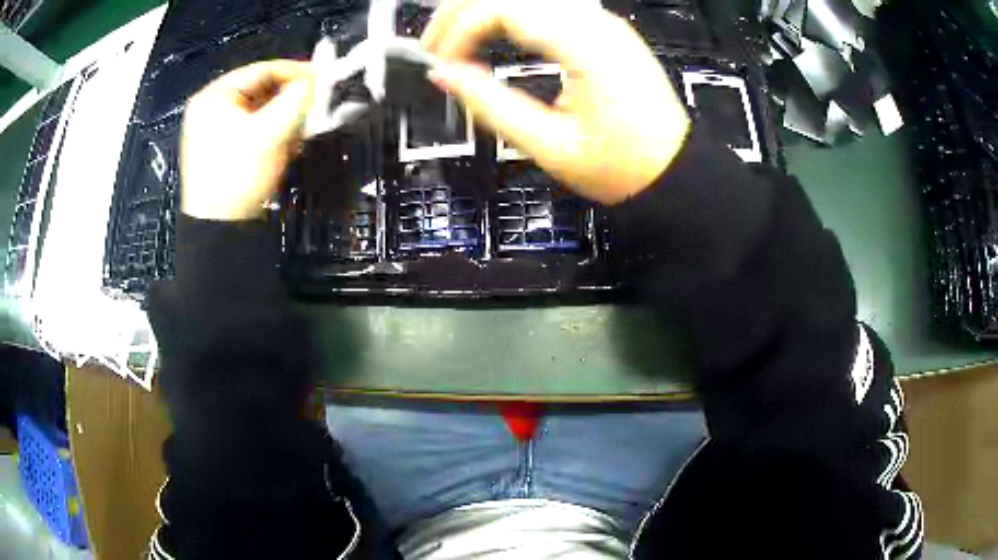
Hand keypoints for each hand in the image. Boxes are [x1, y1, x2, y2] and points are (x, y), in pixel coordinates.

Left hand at [181, 60, 313, 220]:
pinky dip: (271, 130)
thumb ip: (298, 98)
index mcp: (214, 95)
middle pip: (260, 89)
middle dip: (289, 98)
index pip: (263, 70)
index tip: (324, 79)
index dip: (296, 71)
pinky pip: (251, 128)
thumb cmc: (239, 174)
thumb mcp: (272, 132)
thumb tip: (318, 79)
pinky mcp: (219, 149)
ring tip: (302, 127)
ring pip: (257, 109)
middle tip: (315, 105)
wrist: (218, 230)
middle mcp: (210, 107)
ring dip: (283, 116)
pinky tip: (285, 142)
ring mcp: (212, 129)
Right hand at [421, 0, 690, 204]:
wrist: (673, 169)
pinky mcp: (602, 29)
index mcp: (585, 45)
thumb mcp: (549, 145)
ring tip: (455, 40)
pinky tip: (491, 34)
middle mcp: (595, 22)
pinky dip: (507, 16)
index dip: (459, 30)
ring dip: (482, 11)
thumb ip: (491, 105)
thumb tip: (445, 75)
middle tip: (433, 45)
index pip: (503, 8)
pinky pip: (544, 7)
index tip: (439, 62)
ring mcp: (601, 21)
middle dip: (460, 12)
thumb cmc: (622, 166)